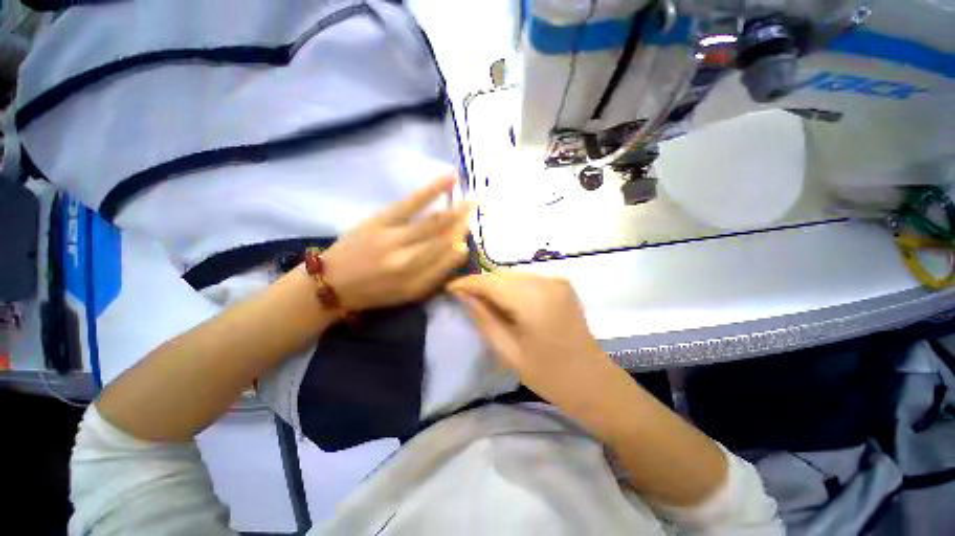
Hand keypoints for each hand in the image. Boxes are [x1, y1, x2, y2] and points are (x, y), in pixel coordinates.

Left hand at [322, 175, 471, 310]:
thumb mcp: (407, 294)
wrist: (332, 281)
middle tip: (476, 213)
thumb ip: (435, 276)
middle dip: (463, 226)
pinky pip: (413, 202)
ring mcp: (395, 238)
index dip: (462, 248)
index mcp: (417, 284)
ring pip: (435, 222)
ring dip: (457, 211)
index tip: (469, 239)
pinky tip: (450, 179)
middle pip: (445, 240)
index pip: (449, 261)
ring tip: (472, 202)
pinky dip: (434, 190)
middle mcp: (409, 262)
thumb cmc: (375, 291)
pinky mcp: (381, 220)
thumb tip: (459, 251)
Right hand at [448, 272, 620, 412]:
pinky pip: (527, 279)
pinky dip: (512, 287)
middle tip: (465, 299)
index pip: (490, 281)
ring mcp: (556, 280)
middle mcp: (546, 281)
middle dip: (481, 284)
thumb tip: (462, 295)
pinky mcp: (562, 283)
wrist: (593, 381)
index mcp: (533, 300)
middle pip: (501, 274)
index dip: (467, 283)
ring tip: (485, 303)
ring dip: (496, 286)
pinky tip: (508, 303)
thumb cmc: (549, 375)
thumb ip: (483, 317)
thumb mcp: (508, 350)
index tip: (449, 289)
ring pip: (513, 275)